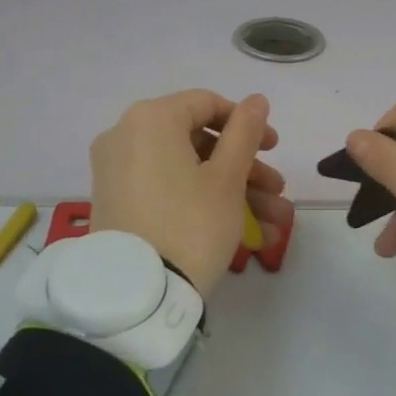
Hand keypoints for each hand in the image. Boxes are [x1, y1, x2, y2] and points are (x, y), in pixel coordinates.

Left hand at [90, 90, 292, 299]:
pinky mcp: (117, 203)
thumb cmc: (190, 224)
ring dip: (234, 193)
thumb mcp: (227, 178)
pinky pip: (167, 190)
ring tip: (275, 226)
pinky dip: (202, 203)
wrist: (137, 295)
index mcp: (151, 119)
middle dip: (246, 170)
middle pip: (199, 142)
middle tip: (278, 192)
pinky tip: (246, 236)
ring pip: (188, 171)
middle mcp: (126, 136)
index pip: (206, 104)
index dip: (247, 123)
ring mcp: (117, 171)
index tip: (274, 148)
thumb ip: (245, 132)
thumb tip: (257, 99)